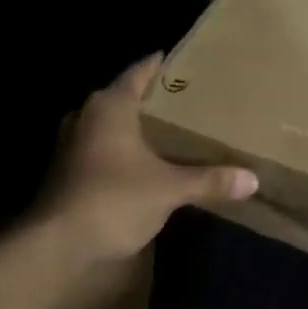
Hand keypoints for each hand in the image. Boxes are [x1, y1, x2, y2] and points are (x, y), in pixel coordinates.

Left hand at [38, 55, 258, 264]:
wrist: (54, 247)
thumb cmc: (114, 199)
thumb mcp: (169, 189)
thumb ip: (209, 180)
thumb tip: (253, 179)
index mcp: (111, 105)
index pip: (140, 71)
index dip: (162, 65)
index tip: (185, 62)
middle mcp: (87, 115)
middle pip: (124, 97)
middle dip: (153, 99)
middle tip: (187, 100)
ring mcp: (71, 144)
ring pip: (109, 124)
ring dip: (134, 127)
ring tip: (169, 131)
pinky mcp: (66, 171)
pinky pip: (100, 147)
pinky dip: (121, 150)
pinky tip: (144, 163)